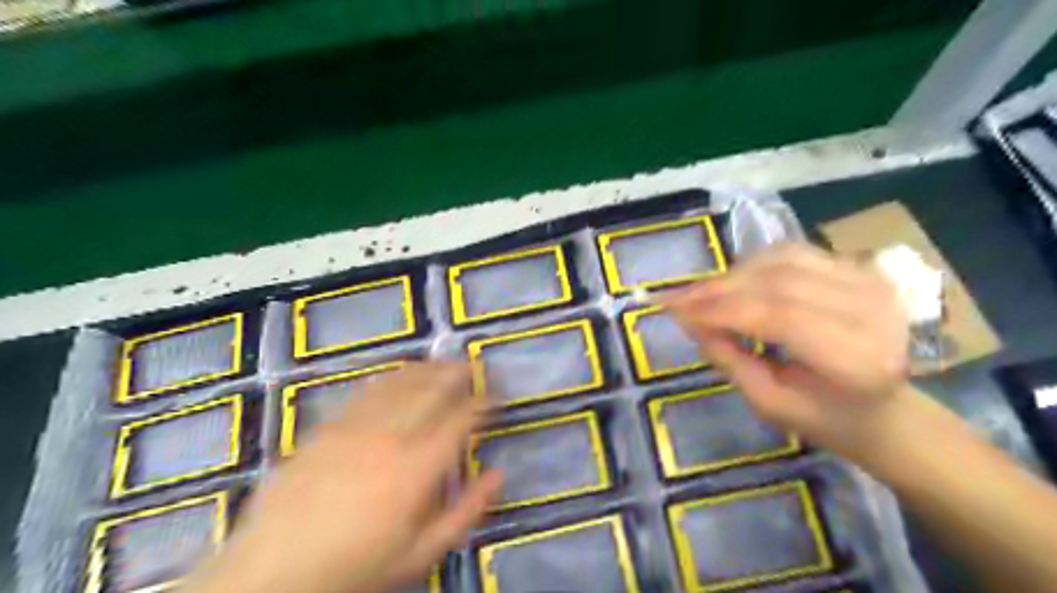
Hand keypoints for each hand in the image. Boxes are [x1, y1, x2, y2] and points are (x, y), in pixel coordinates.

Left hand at [185, 360, 503, 592]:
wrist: (272, 572)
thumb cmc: (357, 565)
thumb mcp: (422, 552)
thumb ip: (467, 511)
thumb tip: (499, 474)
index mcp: (418, 466)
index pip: (461, 419)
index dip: (483, 402)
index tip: (496, 396)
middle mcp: (391, 435)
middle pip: (433, 390)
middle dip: (458, 373)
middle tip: (475, 365)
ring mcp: (356, 426)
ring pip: (401, 383)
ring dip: (428, 368)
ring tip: (444, 361)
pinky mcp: (329, 426)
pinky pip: (367, 391)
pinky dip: (391, 377)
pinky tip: (399, 374)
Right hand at [662, 242, 912, 459]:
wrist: (886, 409)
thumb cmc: (827, 418)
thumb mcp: (770, 404)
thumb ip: (729, 359)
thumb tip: (689, 320)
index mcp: (859, 359)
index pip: (778, 316)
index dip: (720, 309)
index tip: (674, 311)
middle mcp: (872, 311)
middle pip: (777, 282)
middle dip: (718, 289)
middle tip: (677, 299)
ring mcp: (870, 282)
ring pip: (781, 260)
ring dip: (732, 274)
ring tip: (700, 293)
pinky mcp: (859, 268)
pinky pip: (792, 253)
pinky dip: (753, 263)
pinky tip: (732, 281)